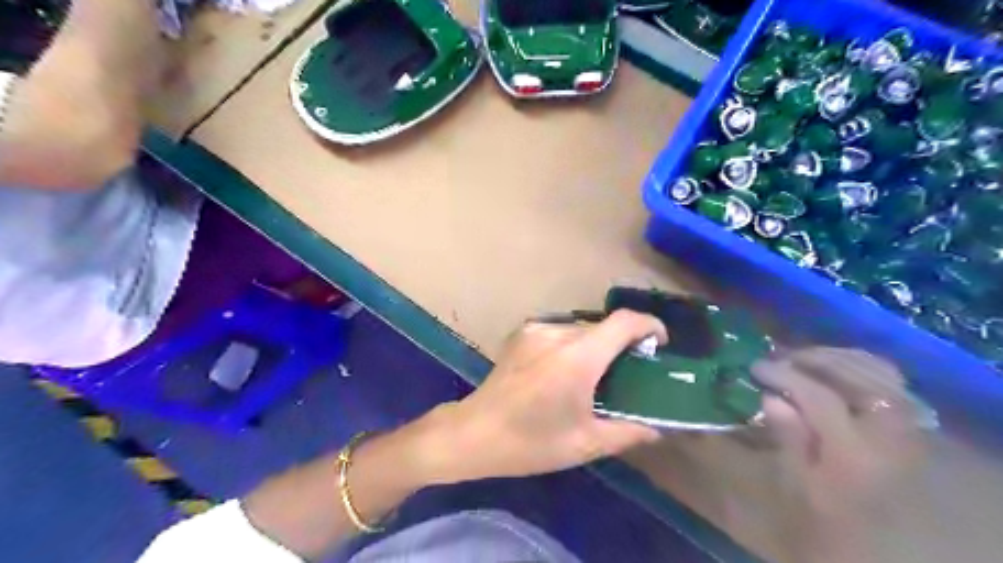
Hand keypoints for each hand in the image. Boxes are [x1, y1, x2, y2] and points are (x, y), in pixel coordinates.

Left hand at [416, 311, 663, 486]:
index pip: (624, 321)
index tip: (660, 344)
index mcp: (578, 357)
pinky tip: (563, 372)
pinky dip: (572, 346)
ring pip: (581, 329)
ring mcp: (536, 330)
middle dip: (621, 344)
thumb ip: (628, 432)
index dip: (649, 325)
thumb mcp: (585, 444)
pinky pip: (559, 332)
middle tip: (627, 373)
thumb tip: (657, 429)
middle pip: (603, 327)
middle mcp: (558, 333)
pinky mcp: (521, 333)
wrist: (474, 433)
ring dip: (595, 346)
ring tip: (594, 376)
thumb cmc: (531, 442)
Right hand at [753, 348, 923, 561]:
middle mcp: (888, 433)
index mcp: (856, 453)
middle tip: (777, 358)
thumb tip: (770, 397)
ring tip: (800, 357)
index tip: (755, 367)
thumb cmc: (830, 514)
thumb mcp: (800, 485)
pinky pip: (890, 377)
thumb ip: (788, 438)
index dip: (785, 376)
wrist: (882, 541)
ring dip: (834, 357)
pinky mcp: (910, 419)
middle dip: (810, 359)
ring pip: (875, 371)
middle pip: (852, 377)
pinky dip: (860, 361)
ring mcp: (905, 424)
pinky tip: (834, 362)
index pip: (820, 398)